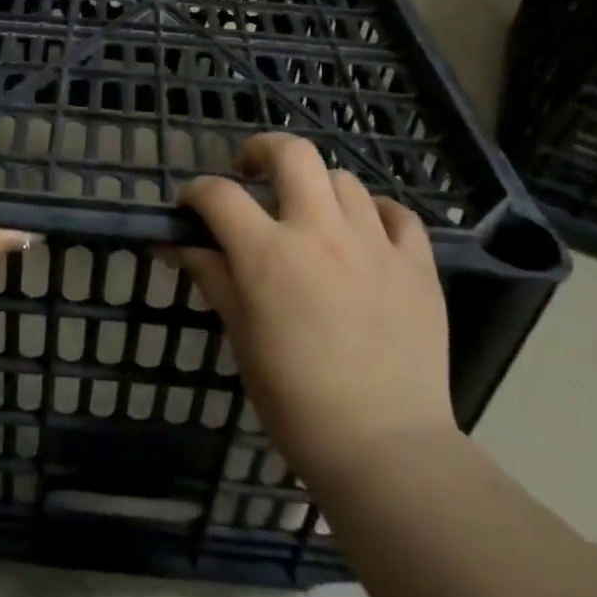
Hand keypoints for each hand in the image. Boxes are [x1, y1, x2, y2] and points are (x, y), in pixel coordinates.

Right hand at [171, 133, 454, 486]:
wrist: (384, 446)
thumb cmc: (295, 400)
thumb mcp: (241, 336)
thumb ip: (213, 278)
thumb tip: (179, 245)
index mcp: (269, 254)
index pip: (219, 194)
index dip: (195, 193)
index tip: (190, 208)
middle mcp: (321, 232)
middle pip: (292, 153)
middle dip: (262, 150)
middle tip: (251, 172)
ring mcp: (375, 243)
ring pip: (343, 179)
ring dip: (316, 187)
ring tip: (309, 214)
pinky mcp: (417, 264)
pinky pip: (396, 214)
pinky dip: (374, 213)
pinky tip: (364, 234)